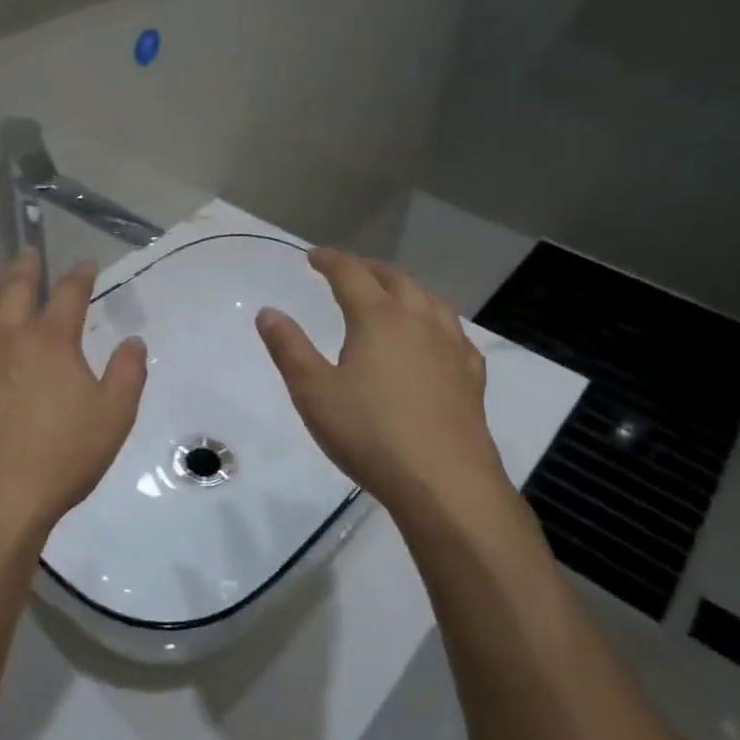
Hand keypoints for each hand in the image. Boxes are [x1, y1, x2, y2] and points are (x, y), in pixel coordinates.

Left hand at [0, 252, 147, 542]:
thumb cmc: (60, 458)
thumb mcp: (113, 418)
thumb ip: (127, 374)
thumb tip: (133, 341)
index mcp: (51, 342)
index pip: (70, 295)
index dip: (80, 276)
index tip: (85, 266)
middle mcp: (7, 337)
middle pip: (16, 290)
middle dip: (25, 268)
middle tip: (27, 251)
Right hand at [256, 250, 509, 517]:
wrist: (444, 482)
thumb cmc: (370, 433)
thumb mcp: (313, 392)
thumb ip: (289, 348)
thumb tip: (268, 312)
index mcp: (378, 318)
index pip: (351, 274)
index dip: (330, 261)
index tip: (313, 257)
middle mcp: (419, 320)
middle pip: (395, 278)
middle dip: (368, 268)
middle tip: (348, 270)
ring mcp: (452, 346)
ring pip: (429, 299)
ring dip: (405, 289)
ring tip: (390, 296)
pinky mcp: (471, 376)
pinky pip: (452, 332)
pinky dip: (434, 321)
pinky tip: (432, 339)